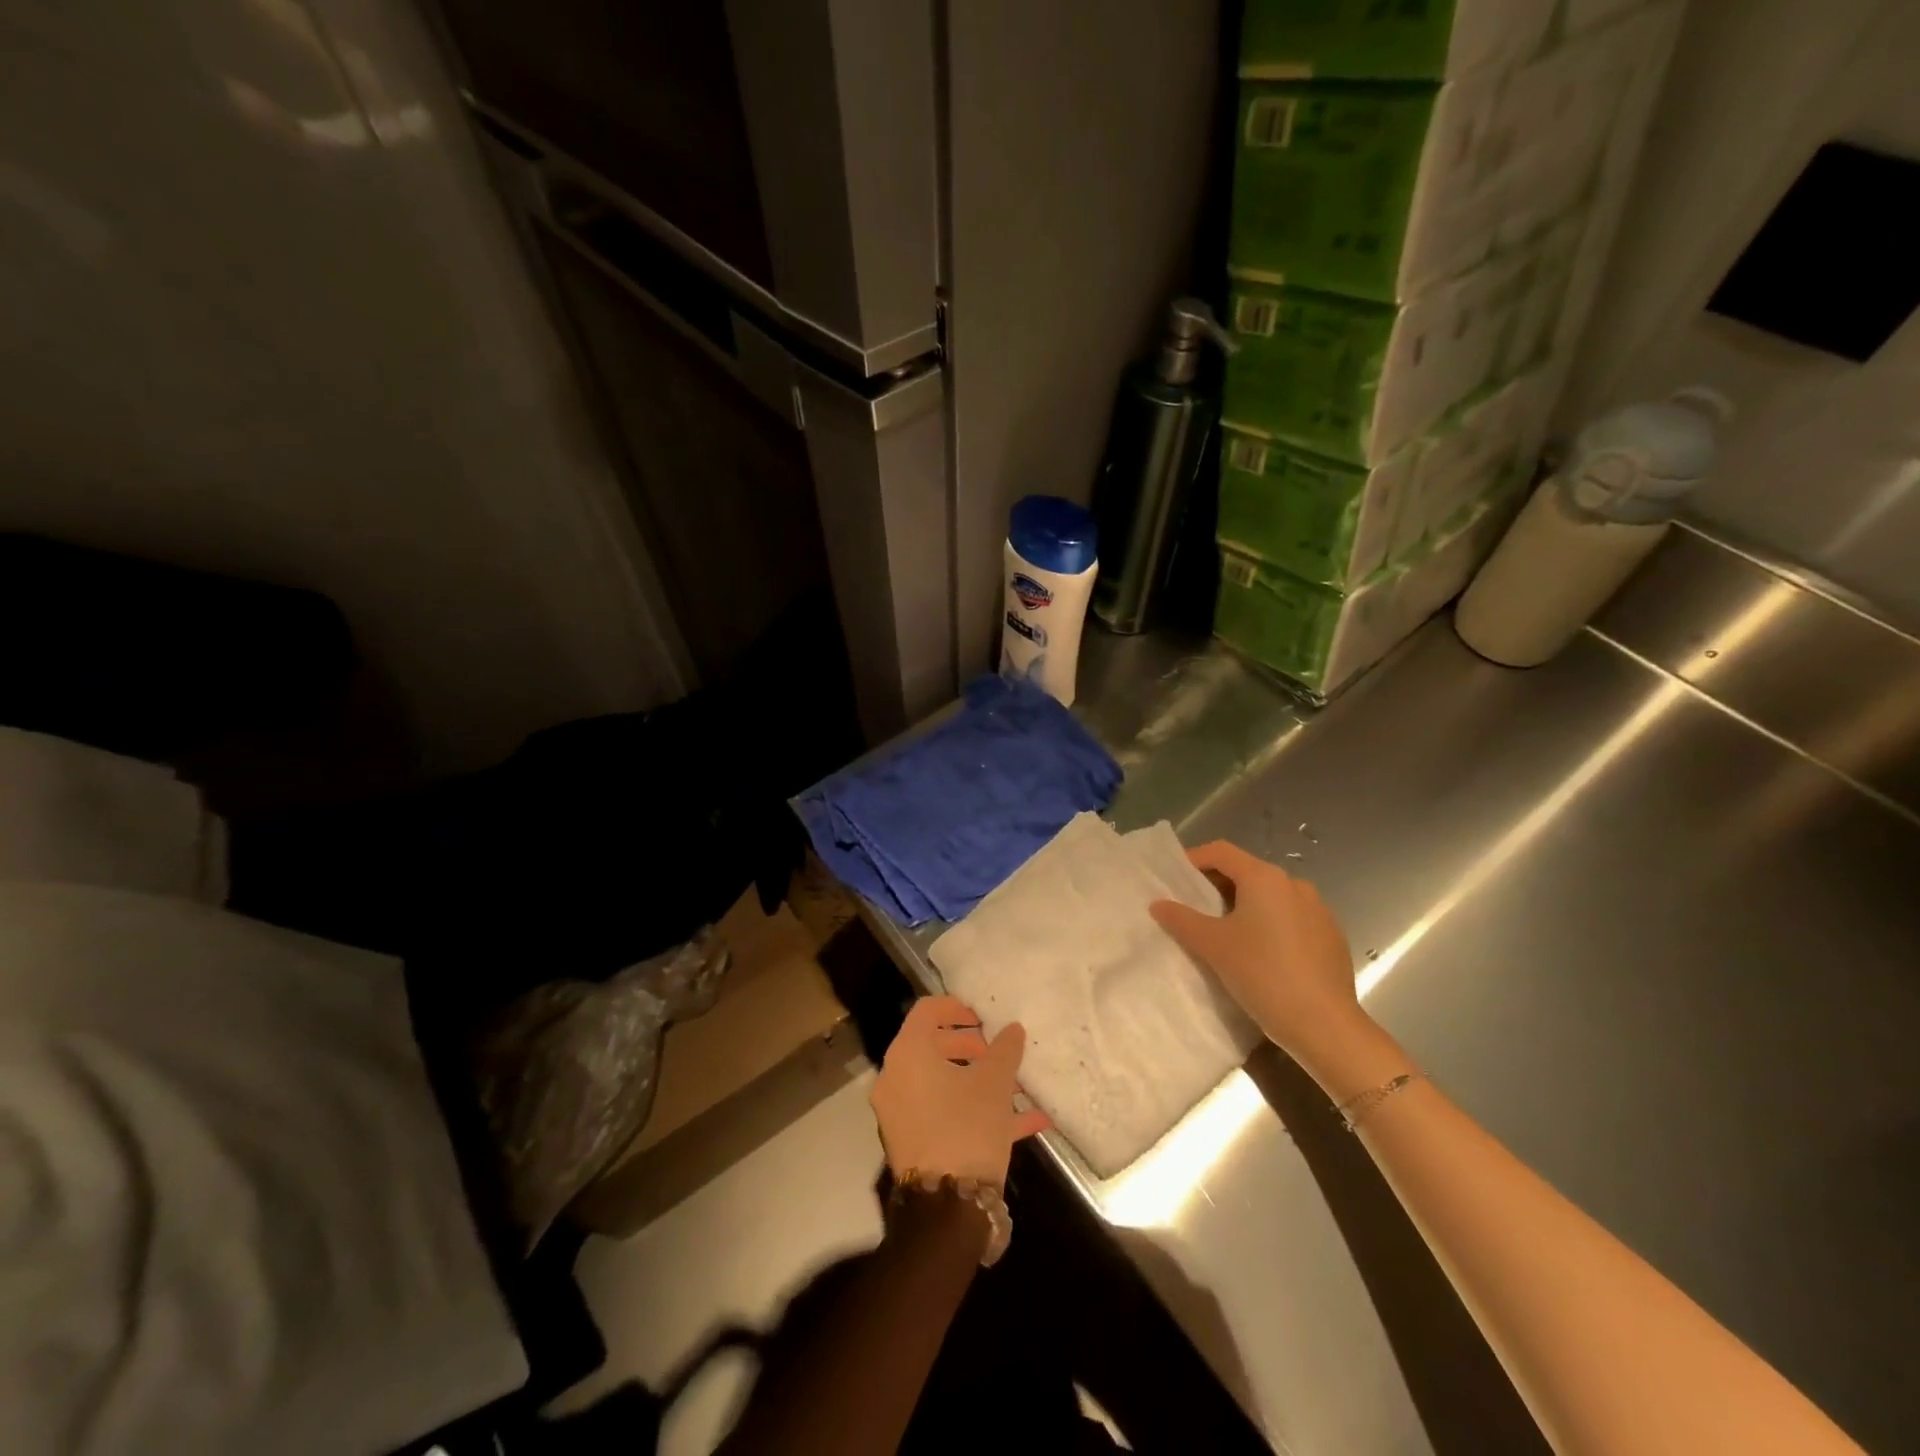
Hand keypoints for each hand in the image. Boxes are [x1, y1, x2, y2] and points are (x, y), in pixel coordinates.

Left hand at [870, 996, 1050, 1187]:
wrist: (947, 1207)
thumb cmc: (967, 1126)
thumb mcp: (995, 1083)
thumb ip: (1005, 1050)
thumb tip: (1012, 1029)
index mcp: (908, 1053)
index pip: (926, 1011)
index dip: (955, 1007)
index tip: (982, 1016)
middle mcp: (895, 1078)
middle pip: (932, 1047)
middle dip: (969, 1046)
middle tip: (996, 1051)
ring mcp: (900, 1113)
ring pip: (941, 1084)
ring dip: (976, 1080)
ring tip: (1016, 1086)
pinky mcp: (912, 1143)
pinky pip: (944, 1114)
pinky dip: (975, 1111)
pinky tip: (1025, 1122)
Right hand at [1150, 841, 1363, 1057]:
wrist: (1325, 1025)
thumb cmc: (1262, 974)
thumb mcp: (1212, 945)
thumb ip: (1182, 919)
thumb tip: (1158, 904)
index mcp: (1265, 878)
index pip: (1221, 852)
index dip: (1194, 859)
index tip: (1175, 879)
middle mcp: (1294, 885)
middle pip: (1247, 872)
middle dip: (1218, 886)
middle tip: (1194, 909)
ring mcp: (1319, 911)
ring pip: (1271, 898)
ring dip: (1245, 907)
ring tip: (1226, 934)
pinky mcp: (1332, 937)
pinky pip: (1292, 919)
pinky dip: (1270, 926)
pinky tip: (1262, 956)